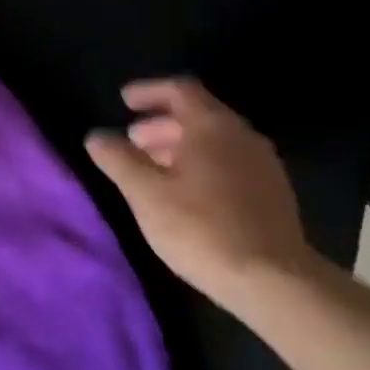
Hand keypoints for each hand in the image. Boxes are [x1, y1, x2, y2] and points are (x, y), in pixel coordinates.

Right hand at [85, 78, 316, 307]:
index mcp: (212, 126)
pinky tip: (186, 193)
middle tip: (133, 142)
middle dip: (161, 124)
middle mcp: (242, 135)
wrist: (273, 280)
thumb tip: (96, 136)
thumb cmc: (201, 229)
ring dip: (181, 146)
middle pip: (199, 114)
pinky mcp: (272, 192)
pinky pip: (230, 162)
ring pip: (215, 141)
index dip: (149, 91)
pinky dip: (202, 164)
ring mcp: (262, 163)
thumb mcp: (146, 194)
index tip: (124, 101)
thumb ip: (118, 159)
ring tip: (153, 170)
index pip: (180, 90)